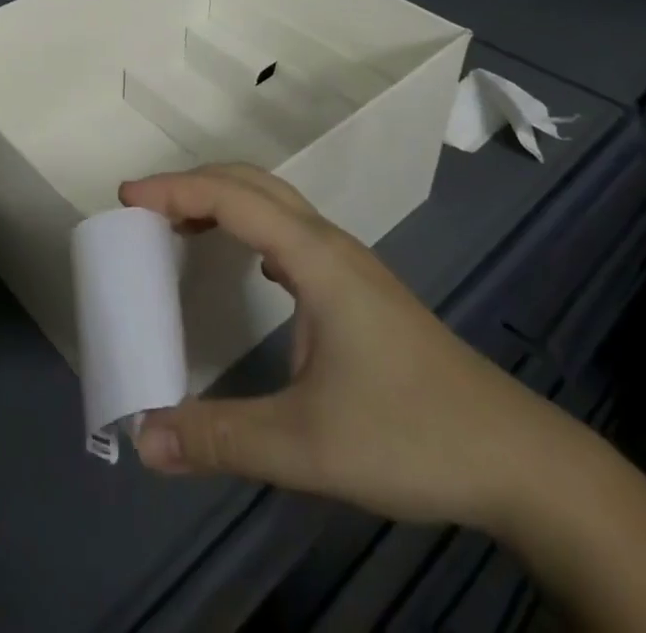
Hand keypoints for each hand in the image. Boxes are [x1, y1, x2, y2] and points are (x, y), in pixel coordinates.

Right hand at [121, 164, 575, 531]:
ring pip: (274, 203)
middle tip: (143, 207)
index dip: (174, 190)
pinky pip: (290, 230)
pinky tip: (249, 264)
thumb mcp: (307, 446)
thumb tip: (143, 438)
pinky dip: (250, 225)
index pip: (231, 199)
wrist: (519, 461)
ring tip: (179, 227)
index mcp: (314, 258)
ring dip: (222, 200)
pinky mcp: (359, 287)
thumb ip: (221, 438)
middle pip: (251, 183)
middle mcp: (330, 244)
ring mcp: (349, 263)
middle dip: (192, 183)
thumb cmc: (412, 436)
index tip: (126, 198)